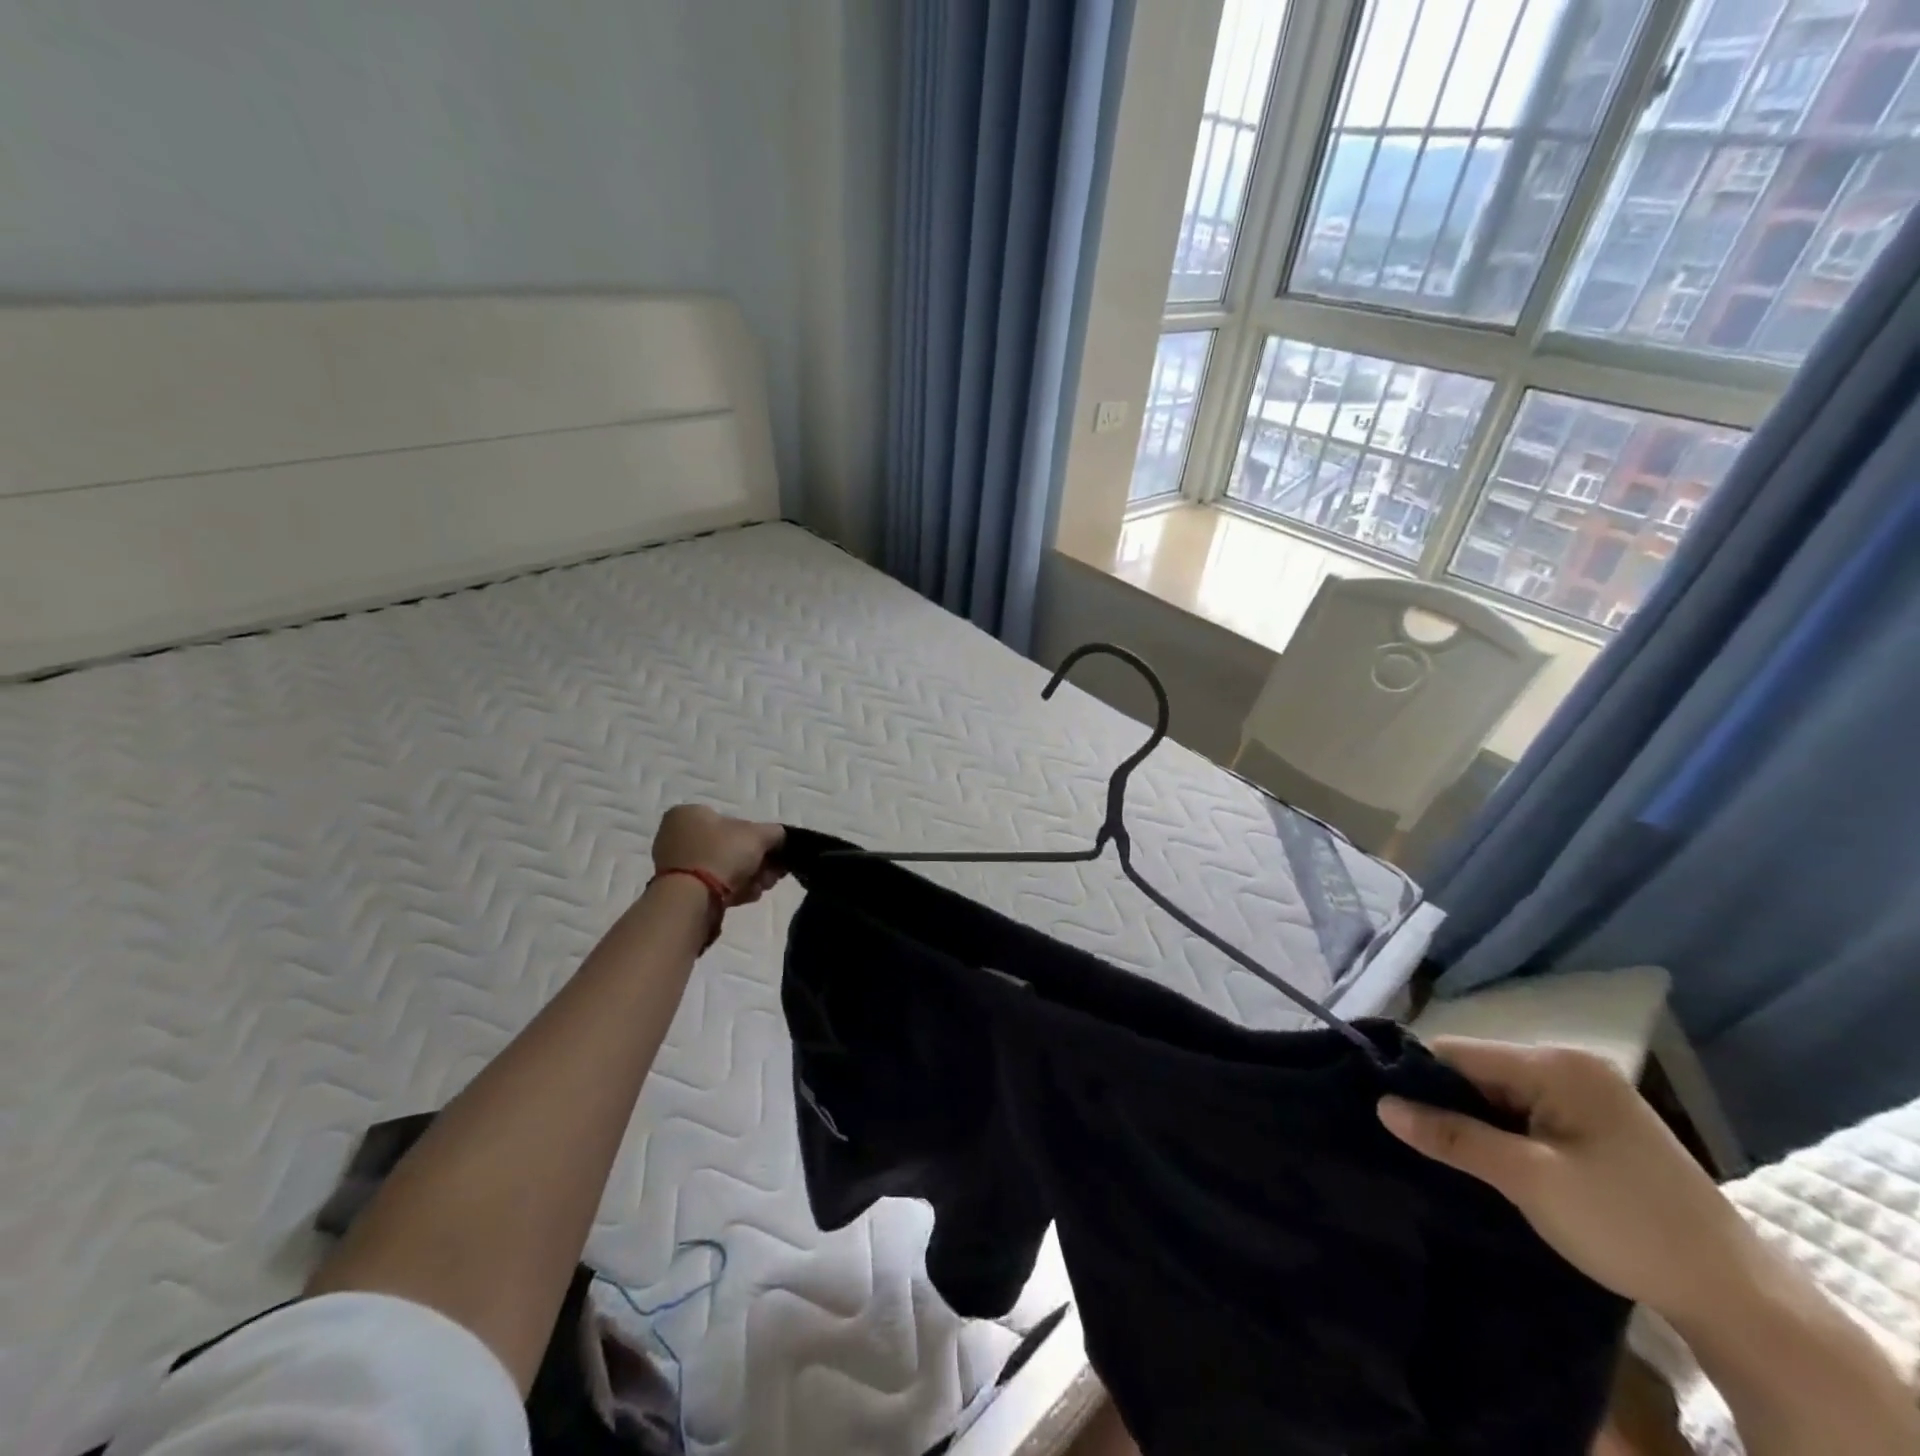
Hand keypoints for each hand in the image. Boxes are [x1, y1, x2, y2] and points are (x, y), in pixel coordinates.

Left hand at [652, 805, 785, 903]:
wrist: (691, 900)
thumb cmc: (721, 855)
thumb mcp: (758, 835)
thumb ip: (774, 832)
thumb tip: (780, 838)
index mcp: (688, 814)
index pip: (731, 820)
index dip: (757, 836)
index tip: (774, 852)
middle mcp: (676, 836)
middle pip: (728, 846)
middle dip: (755, 860)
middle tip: (772, 873)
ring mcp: (675, 865)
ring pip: (722, 867)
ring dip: (747, 876)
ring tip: (763, 886)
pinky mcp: (678, 891)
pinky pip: (711, 885)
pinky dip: (732, 889)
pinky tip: (748, 896)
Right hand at [1378, 1038, 1753, 1323]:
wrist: (1740, 1300)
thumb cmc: (1627, 1226)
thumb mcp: (1529, 1180)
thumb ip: (1452, 1136)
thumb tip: (1382, 1105)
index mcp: (1556, 1064)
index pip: (1457, 1053)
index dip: (1416, 1078)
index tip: (1383, 1110)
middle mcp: (1570, 1066)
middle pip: (1478, 1072)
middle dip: (1446, 1104)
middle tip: (1412, 1141)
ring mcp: (1588, 1096)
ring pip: (1500, 1096)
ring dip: (1474, 1124)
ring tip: (1443, 1154)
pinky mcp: (1597, 1127)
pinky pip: (1527, 1115)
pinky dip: (1503, 1135)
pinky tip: (1490, 1162)